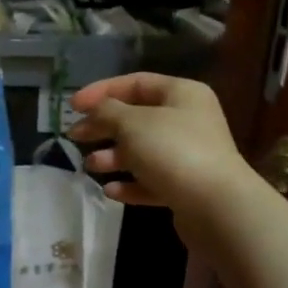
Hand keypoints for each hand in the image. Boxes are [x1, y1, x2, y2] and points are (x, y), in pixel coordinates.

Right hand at [68, 74, 258, 220]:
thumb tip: (96, 109)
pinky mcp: (185, 187)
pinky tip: (110, 190)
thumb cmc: (172, 151)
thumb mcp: (132, 123)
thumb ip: (108, 111)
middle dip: (103, 127)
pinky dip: (130, 184)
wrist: (214, 205)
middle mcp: (188, 120)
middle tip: (75, 136)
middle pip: (136, 118)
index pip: (135, 83)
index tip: (72, 106)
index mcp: (181, 93)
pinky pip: (151, 180)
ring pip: (142, 151)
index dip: (101, 91)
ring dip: (113, 157)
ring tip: (90, 166)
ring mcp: (188, 155)